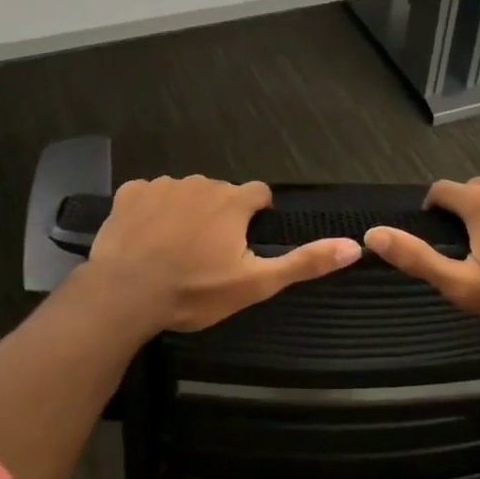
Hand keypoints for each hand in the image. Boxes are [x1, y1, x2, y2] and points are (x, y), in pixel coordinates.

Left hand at [84, 176, 361, 332]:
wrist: (125, 296)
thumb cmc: (194, 291)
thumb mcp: (255, 284)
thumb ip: (304, 262)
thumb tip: (354, 246)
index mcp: (233, 202)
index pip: (258, 194)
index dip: (255, 217)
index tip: (243, 243)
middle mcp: (201, 183)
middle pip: (220, 194)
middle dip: (218, 217)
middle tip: (206, 256)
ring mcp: (162, 185)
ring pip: (185, 193)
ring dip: (186, 213)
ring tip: (173, 250)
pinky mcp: (130, 193)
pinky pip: (149, 194)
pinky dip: (151, 211)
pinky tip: (144, 239)